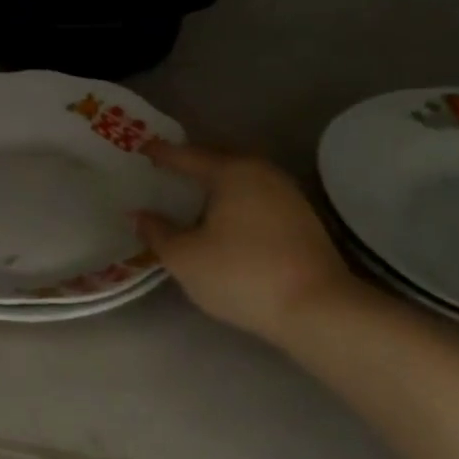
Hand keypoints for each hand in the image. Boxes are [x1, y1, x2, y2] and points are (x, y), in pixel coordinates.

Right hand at [135, 142, 362, 346]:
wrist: (318, 309)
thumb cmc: (242, 275)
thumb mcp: (185, 258)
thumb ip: (157, 232)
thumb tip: (139, 215)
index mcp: (231, 171)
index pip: (187, 155)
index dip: (161, 154)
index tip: (141, 149)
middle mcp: (262, 172)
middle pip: (218, 159)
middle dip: (191, 163)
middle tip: (165, 169)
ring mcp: (287, 194)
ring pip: (241, 178)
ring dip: (216, 183)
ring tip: (192, 194)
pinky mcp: (302, 219)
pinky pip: (257, 196)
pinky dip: (235, 200)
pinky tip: (225, 218)